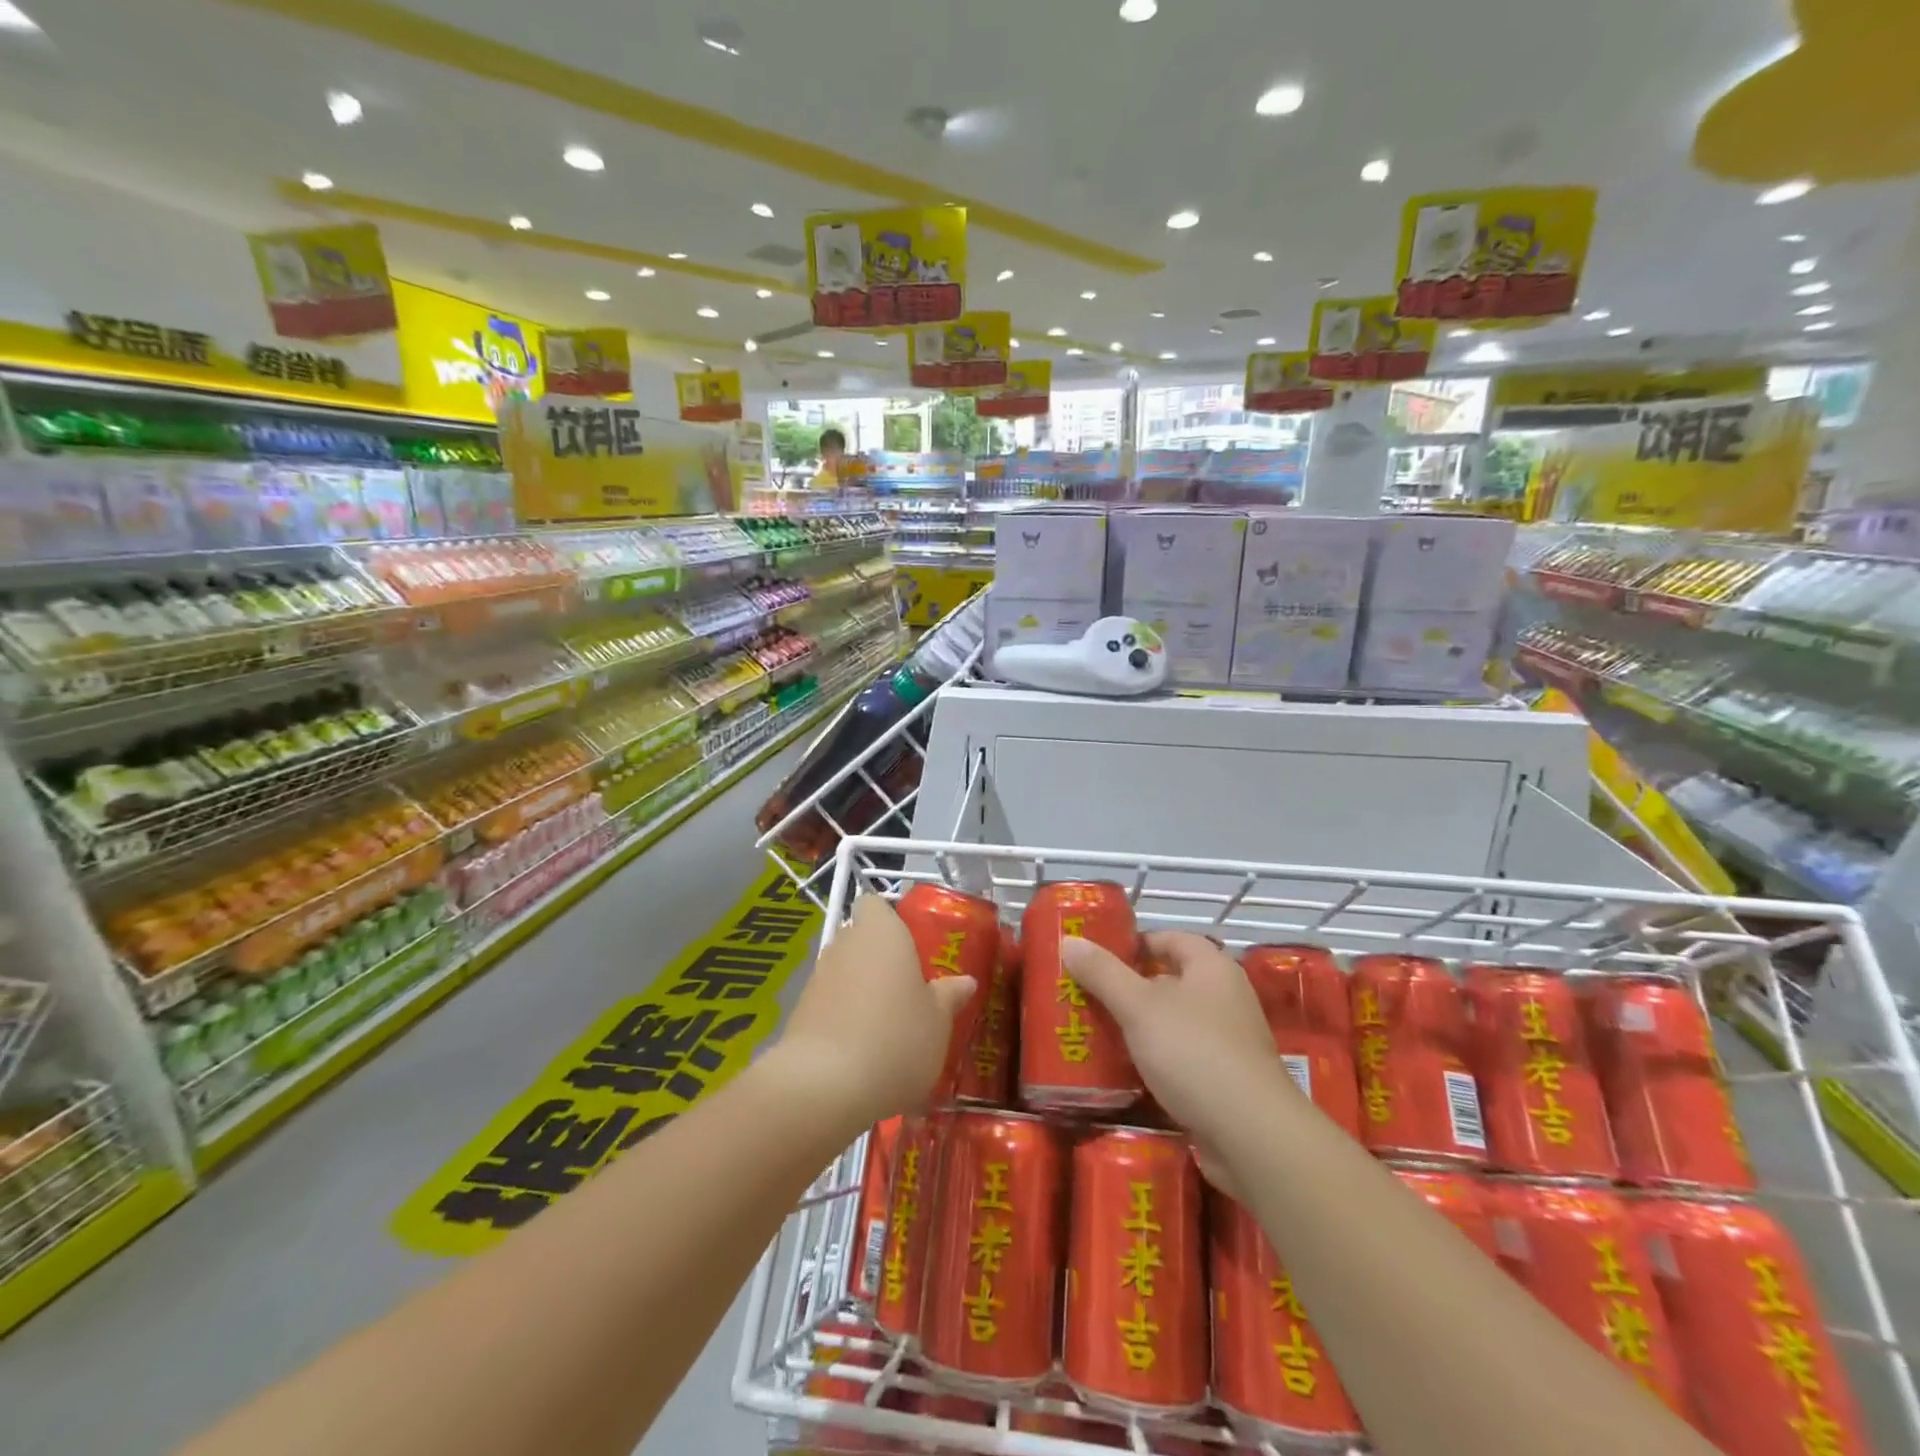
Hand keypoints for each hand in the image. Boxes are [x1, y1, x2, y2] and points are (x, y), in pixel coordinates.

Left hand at [771, 895, 975, 1129]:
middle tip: (908, 988)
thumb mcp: (938, 1021)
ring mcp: (818, 977)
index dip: (890, 919)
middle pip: (861, 938)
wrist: (824, 1087)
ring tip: (887, 1025)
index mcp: (881, 931)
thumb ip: (949, 996)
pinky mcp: (800, 1011)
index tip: (911, 945)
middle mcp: (845, 944)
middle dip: (879, 958)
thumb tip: (965, 981)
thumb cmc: (896, 1038)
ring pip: (844, 971)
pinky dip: (843, 1017)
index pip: (875, 903)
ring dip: (861, 989)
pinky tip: (862, 1050)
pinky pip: (829, 1003)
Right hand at [1063, 931, 1298, 1188]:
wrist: (1251, 1136)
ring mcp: (1228, 1042)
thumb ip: (1103, 973)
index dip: (1133, 943)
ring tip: (1094, 1032)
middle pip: (1169, 981)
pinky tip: (1123, 1072)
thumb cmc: (1195, 1053)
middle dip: (1128, 988)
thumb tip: (1069, 941)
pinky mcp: (1224, 1081)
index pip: (1169, 939)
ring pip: (1172, 1023)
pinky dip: (1154, 1060)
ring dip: (1138, 1027)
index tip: (1096, 956)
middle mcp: (1225, 998)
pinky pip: (1180, 1059)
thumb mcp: (1139, 1007)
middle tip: (1085, 995)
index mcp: (1212, 968)